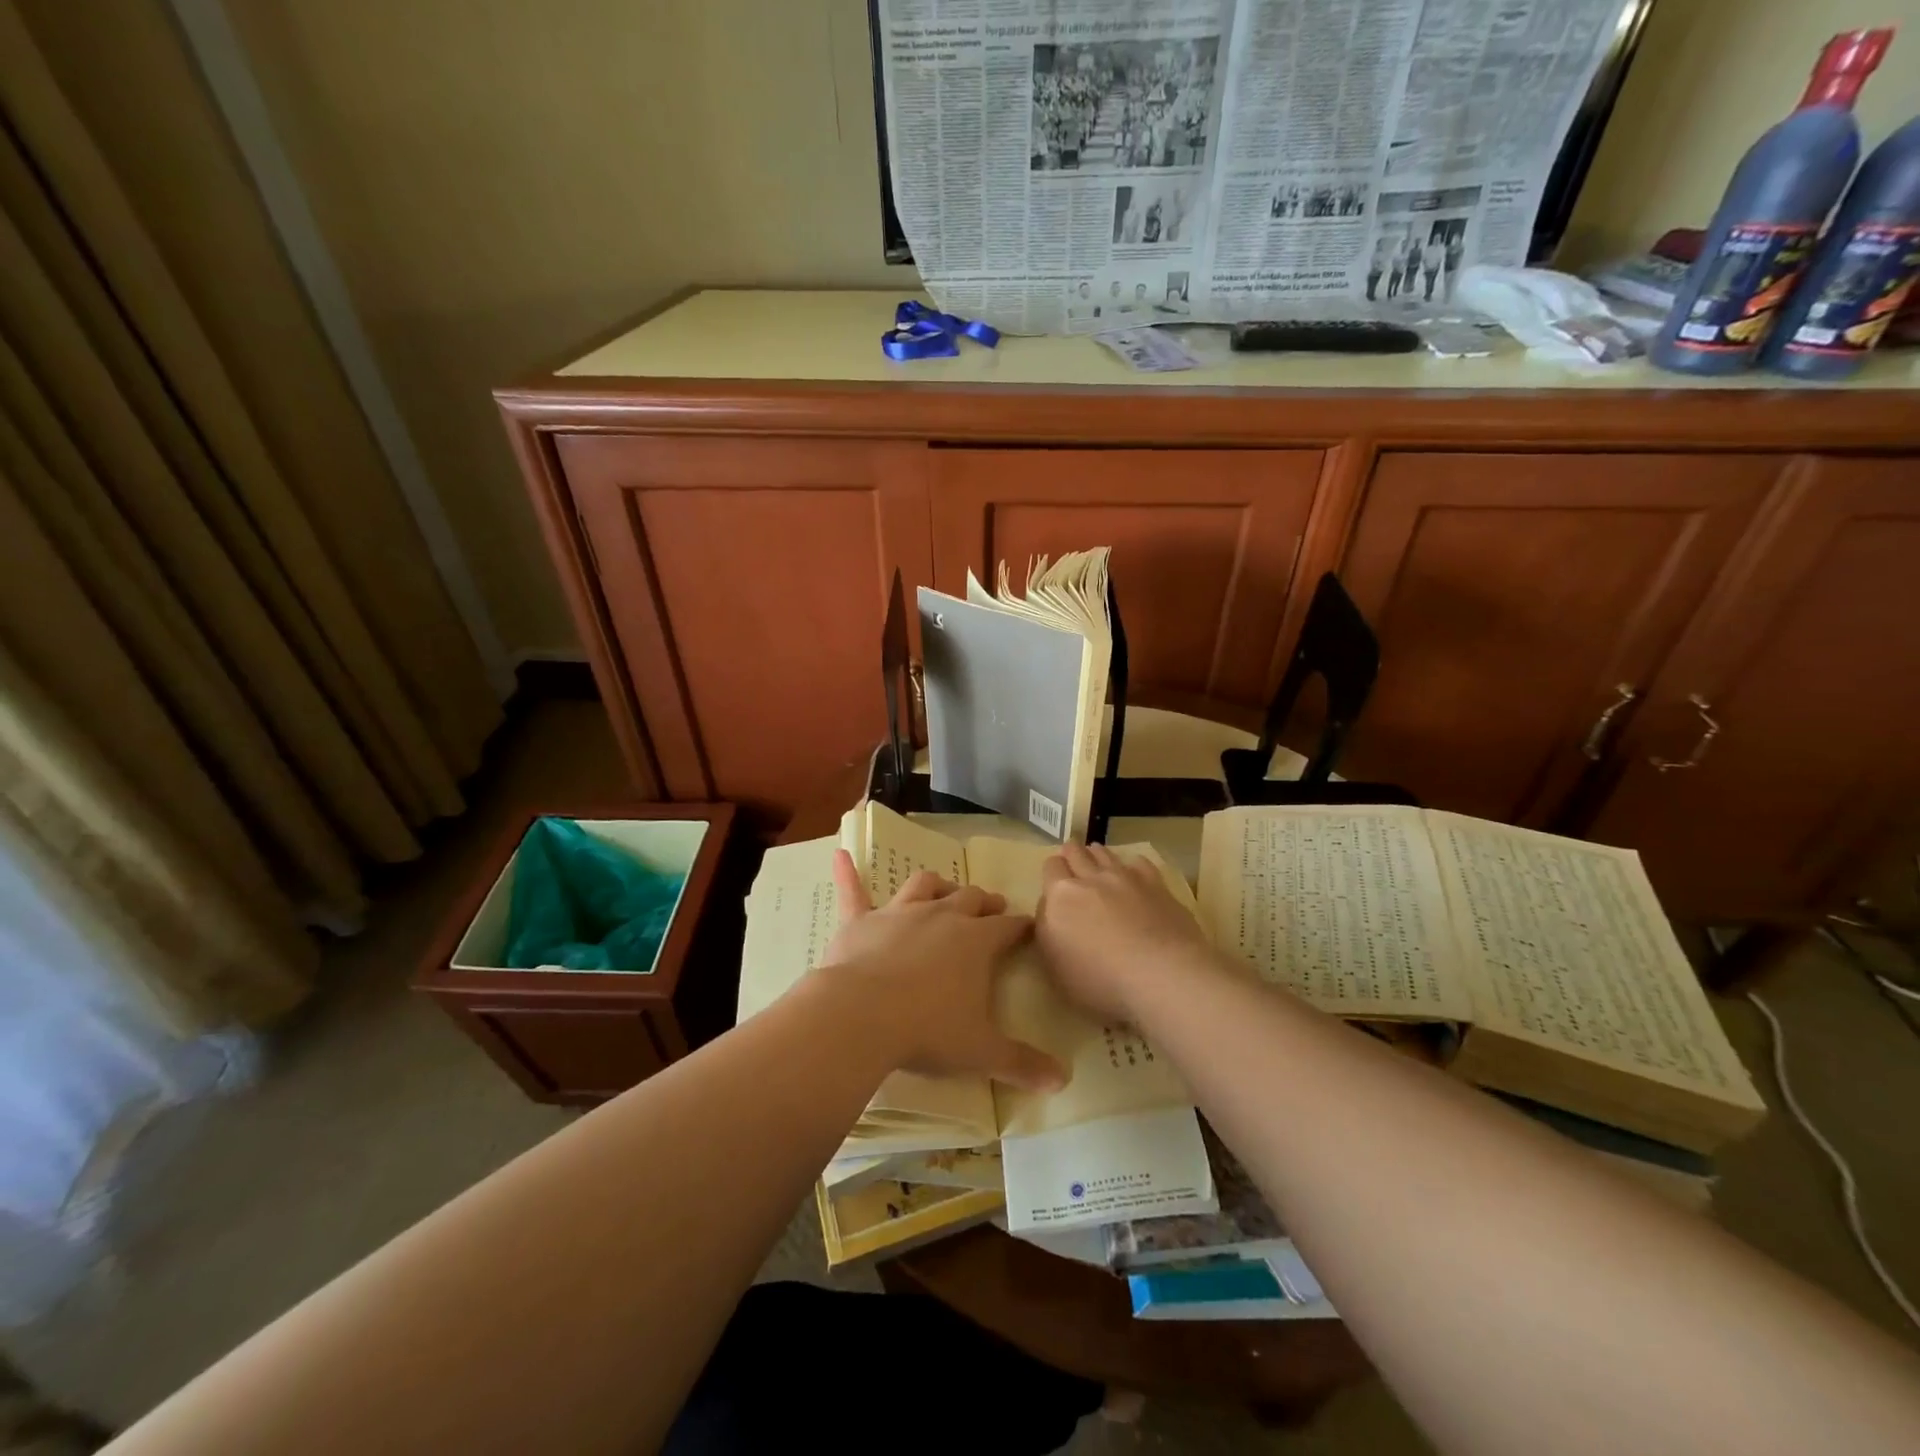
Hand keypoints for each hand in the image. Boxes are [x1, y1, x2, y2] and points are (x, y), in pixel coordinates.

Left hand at [822, 850, 1065, 1091]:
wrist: (861, 1016)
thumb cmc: (928, 1030)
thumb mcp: (981, 1052)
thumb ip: (1022, 1063)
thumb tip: (1063, 1080)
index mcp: (976, 942)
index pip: (1009, 927)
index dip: (1021, 926)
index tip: (1029, 926)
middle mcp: (941, 917)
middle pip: (970, 899)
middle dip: (985, 902)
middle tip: (993, 906)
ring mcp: (899, 914)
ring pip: (923, 886)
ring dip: (937, 886)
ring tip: (943, 889)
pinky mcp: (861, 922)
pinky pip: (854, 892)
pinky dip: (848, 874)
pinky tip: (840, 856)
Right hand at [1038, 843, 1214, 1021]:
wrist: (1162, 976)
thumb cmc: (1100, 982)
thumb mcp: (1056, 969)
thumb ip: (1047, 933)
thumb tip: (1050, 911)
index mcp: (1061, 896)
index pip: (1050, 868)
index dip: (1052, 872)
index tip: (1054, 882)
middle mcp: (1090, 878)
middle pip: (1076, 852)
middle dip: (1072, 854)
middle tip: (1072, 859)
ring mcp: (1125, 878)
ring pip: (1106, 854)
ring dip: (1098, 855)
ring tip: (1097, 857)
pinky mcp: (1156, 884)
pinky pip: (1140, 863)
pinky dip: (1133, 865)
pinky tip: (1134, 872)